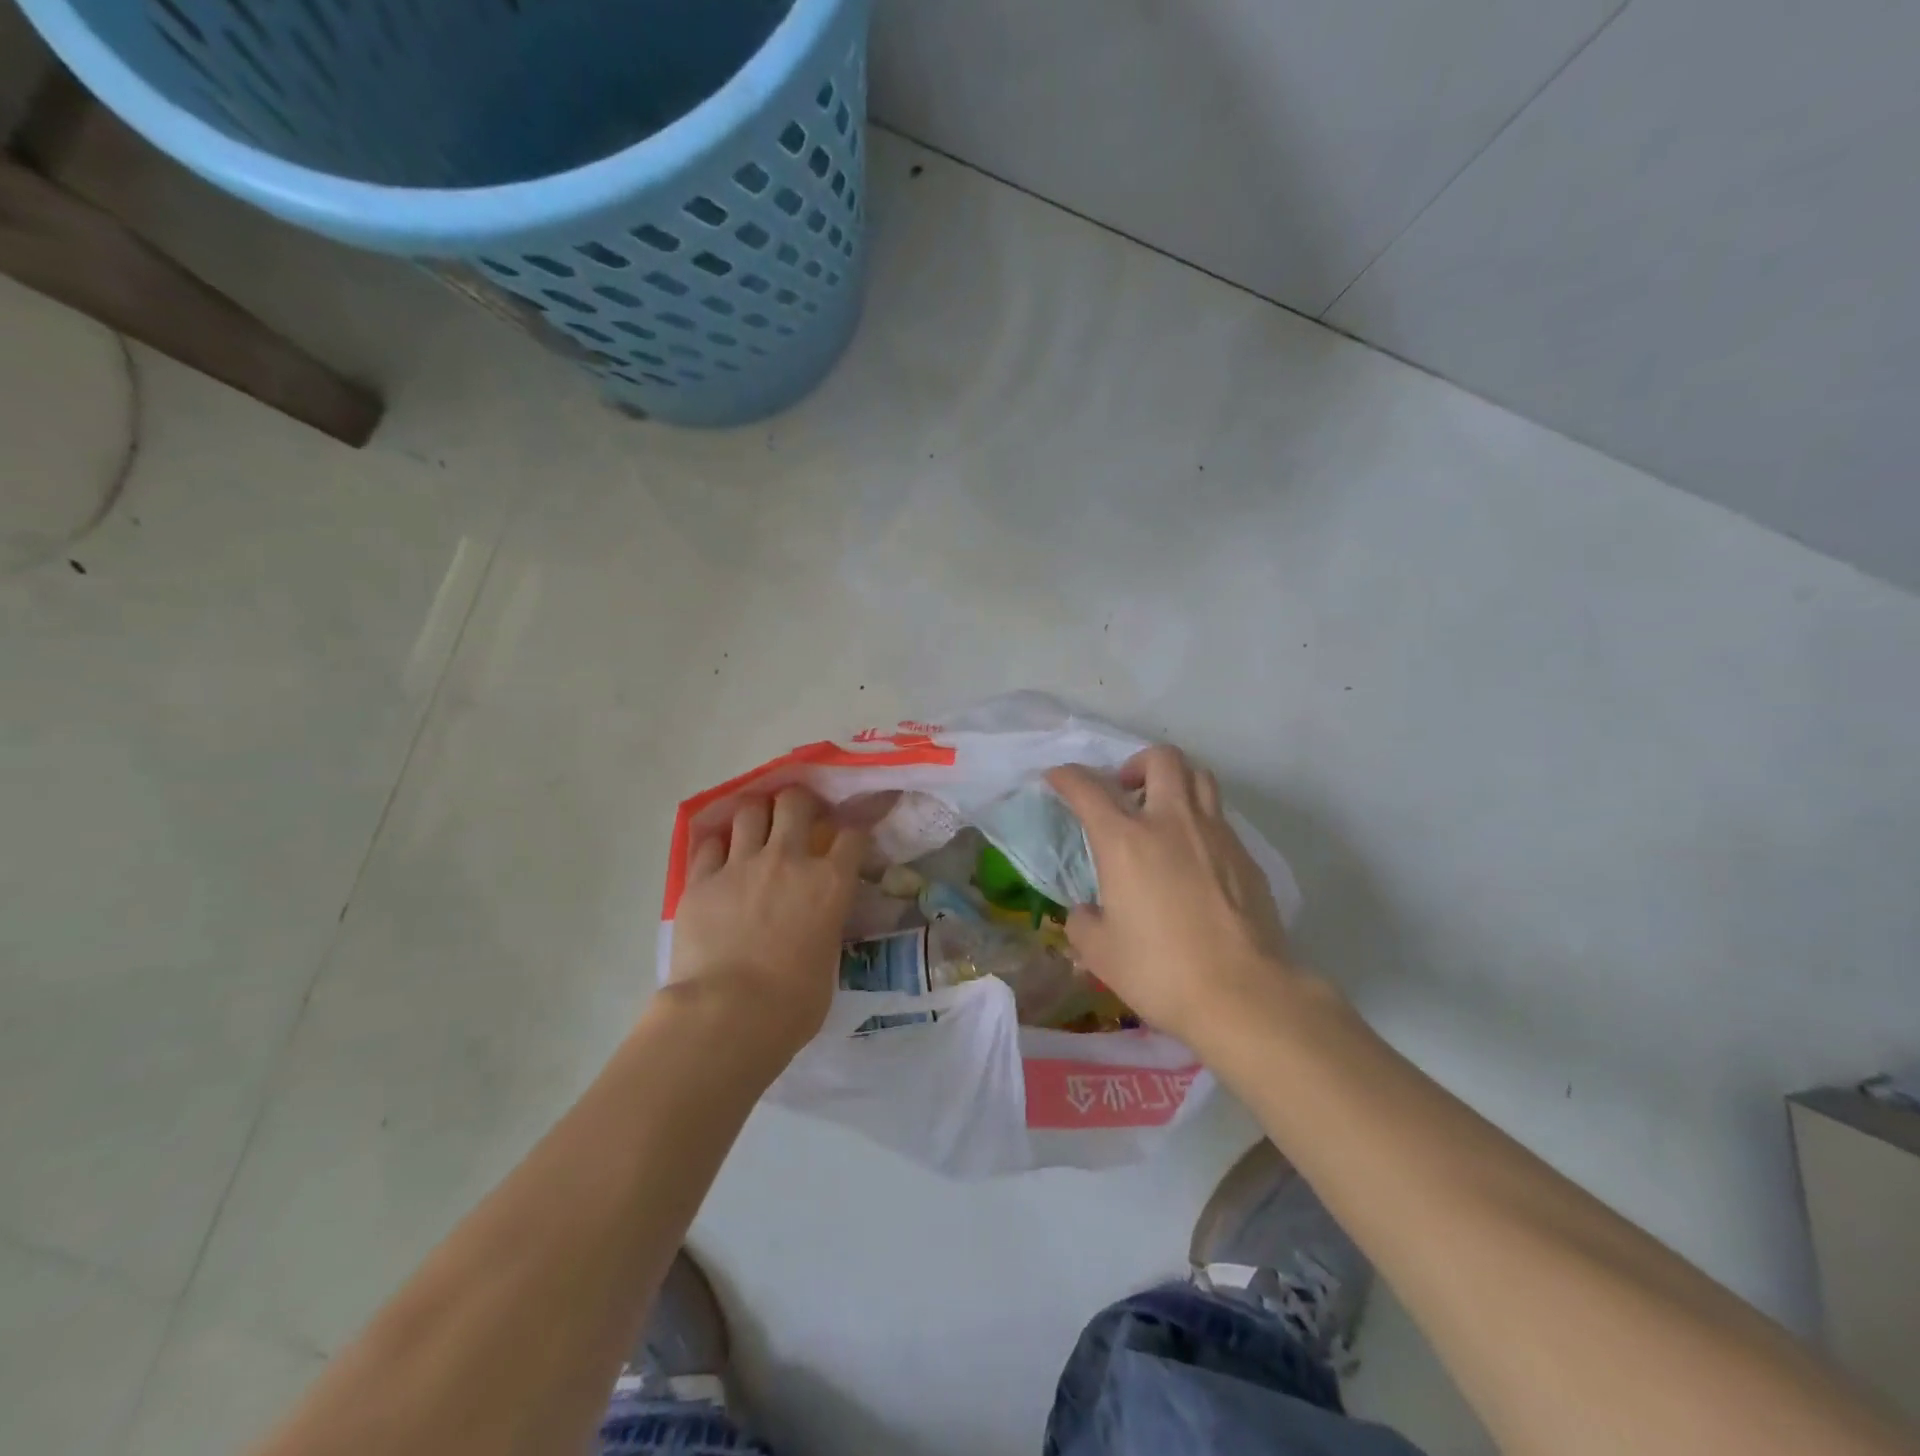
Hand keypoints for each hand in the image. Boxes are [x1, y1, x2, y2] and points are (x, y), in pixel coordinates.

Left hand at [668, 785, 868, 1057]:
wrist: (728, 1013)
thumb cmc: (792, 1003)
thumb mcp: (828, 959)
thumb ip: (825, 926)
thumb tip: (817, 923)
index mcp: (830, 882)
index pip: (852, 836)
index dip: (853, 833)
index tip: (848, 841)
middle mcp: (788, 860)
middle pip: (795, 802)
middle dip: (799, 803)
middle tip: (797, 817)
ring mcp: (741, 865)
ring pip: (749, 810)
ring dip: (757, 815)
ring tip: (756, 829)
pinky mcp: (701, 879)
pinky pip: (708, 843)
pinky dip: (718, 845)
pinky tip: (720, 857)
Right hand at [1047, 747, 1304, 1047]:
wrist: (1243, 994)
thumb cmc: (1160, 971)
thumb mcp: (1100, 953)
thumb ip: (1083, 922)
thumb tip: (1087, 911)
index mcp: (1125, 841)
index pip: (1088, 788)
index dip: (1067, 777)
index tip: (1057, 777)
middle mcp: (1171, 822)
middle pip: (1161, 758)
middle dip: (1136, 763)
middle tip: (1125, 791)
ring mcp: (1216, 835)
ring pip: (1199, 777)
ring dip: (1175, 782)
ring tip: (1162, 812)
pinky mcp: (1246, 857)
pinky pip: (1220, 818)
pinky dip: (1200, 822)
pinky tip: (1194, 859)